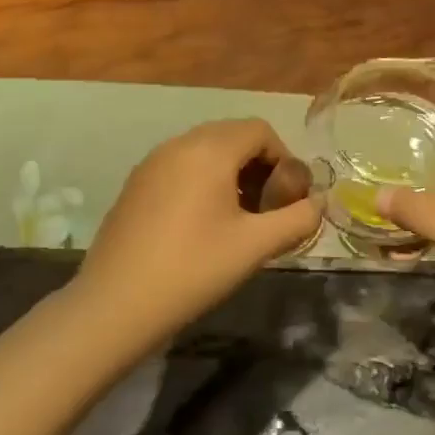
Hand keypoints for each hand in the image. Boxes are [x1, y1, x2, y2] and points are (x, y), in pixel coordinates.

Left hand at [73, 118, 319, 340]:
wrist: (116, 304)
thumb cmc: (194, 270)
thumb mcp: (256, 246)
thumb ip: (298, 219)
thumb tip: (318, 205)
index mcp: (209, 150)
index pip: (260, 130)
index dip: (284, 160)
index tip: (287, 200)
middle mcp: (178, 145)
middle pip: (232, 136)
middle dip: (259, 166)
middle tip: (267, 210)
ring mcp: (151, 163)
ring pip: (205, 151)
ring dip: (231, 174)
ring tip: (238, 219)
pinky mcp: (135, 185)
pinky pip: (180, 167)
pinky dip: (202, 182)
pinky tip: (202, 225)